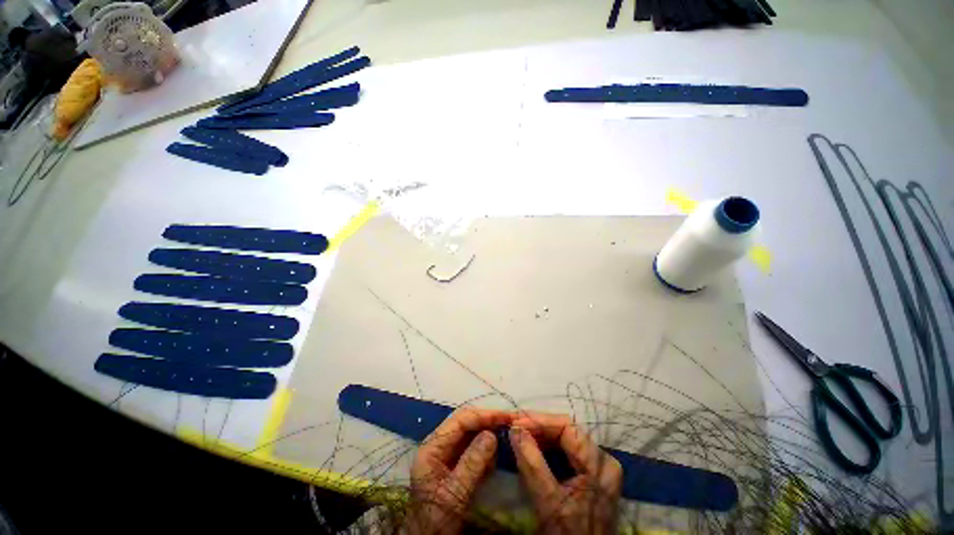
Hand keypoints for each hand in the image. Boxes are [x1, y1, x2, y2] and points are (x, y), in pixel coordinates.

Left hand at [406, 407, 513, 534]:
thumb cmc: (436, 520)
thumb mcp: (453, 494)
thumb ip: (471, 464)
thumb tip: (491, 435)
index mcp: (432, 447)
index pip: (460, 420)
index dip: (483, 416)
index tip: (505, 417)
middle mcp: (438, 444)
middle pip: (465, 422)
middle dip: (487, 420)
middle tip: (510, 421)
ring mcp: (446, 453)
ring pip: (470, 433)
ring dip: (488, 433)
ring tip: (506, 434)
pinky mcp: (454, 463)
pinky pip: (472, 447)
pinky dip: (486, 449)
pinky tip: (496, 455)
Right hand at [509, 413, 621, 534]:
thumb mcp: (548, 502)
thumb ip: (532, 463)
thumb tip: (514, 430)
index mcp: (598, 464)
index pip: (567, 427)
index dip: (539, 421)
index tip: (515, 423)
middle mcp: (603, 459)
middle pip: (567, 430)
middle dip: (538, 426)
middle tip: (514, 426)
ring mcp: (598, 465)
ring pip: (566, 438)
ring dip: (541, 434)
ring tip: (519, 433)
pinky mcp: (592, 473)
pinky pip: (568, 450)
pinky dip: (548, 446)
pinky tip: (532, 446)